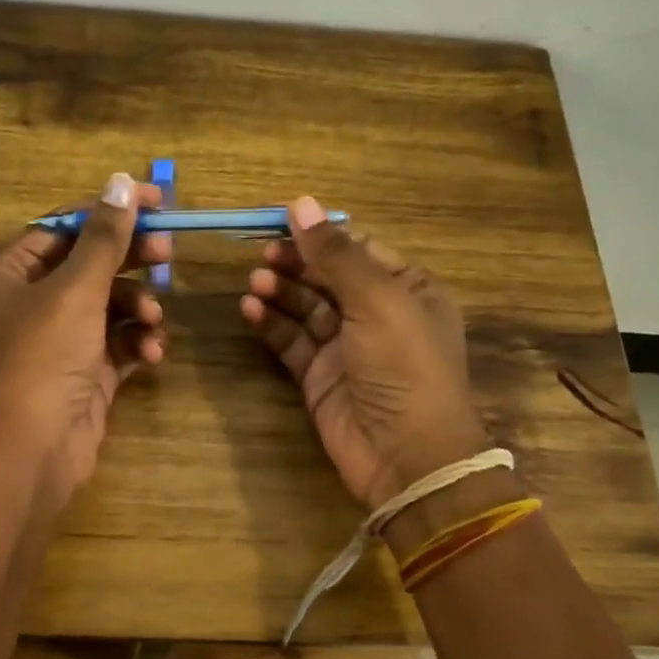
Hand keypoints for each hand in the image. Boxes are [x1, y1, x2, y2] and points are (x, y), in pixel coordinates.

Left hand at [0, 172, 169, 509]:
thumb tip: (122, 181)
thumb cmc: (43, 357)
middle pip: (90, 266)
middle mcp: (31, 305)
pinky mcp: (86, 373)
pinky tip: (152, 352)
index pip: (63, 228)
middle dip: (130, 261)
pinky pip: (119, 343)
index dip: (109, 211)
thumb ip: (104, 237)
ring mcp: (60, 342)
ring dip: (137, 308)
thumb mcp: (75, 289)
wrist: (33, 451)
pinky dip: (137, 342)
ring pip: (110, 306)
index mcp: (10, 276)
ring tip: (153, 319)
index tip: (156, 200)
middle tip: (167, 252)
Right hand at [240, 196, 488, 511]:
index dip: (320, 236)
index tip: (281, 222)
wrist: (406, 455)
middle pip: (328, 276)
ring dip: (280, 291)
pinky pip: (292, 341)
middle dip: (296, 263)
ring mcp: (346, 347)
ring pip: (306, 307)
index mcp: (407, 289)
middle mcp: (378, 314)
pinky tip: (250, 309)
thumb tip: (301, 202)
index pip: (358, 249)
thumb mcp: (377, 301)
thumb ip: (336, 254)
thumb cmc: (404, 366)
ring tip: (255, 282)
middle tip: (264, 255)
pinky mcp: (319, 376)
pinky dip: (272, 324)